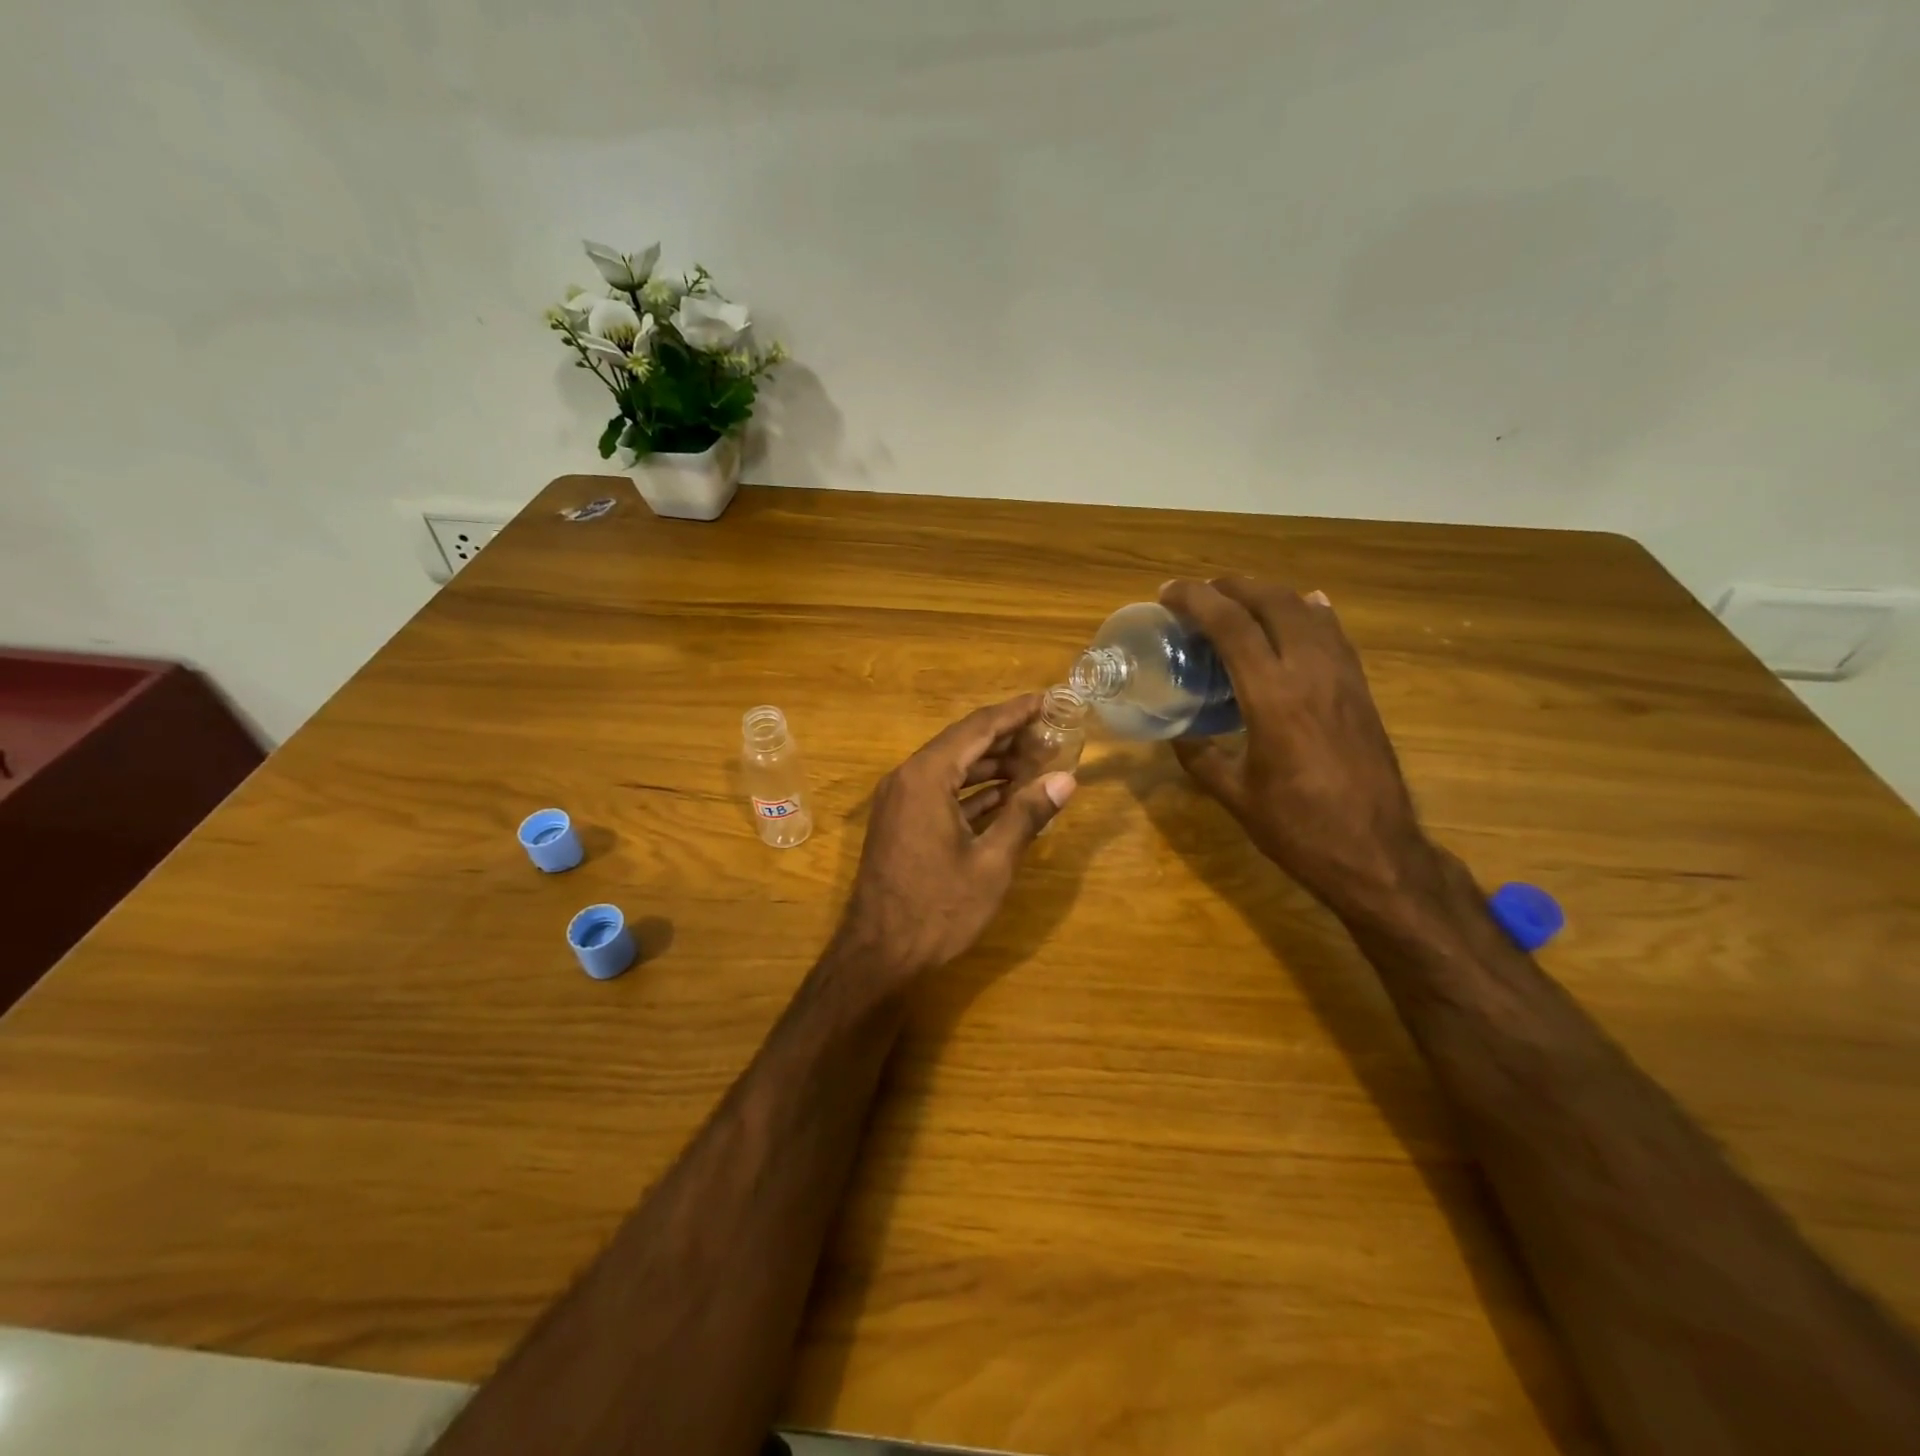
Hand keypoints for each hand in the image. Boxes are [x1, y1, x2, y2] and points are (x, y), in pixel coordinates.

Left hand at [835, 694, 1077, 982]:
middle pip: (964, 743)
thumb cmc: (937, 908)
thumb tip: (1066, 780)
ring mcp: (901, 800)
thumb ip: (1027, 815)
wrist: (878, 953)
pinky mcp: (901, 822)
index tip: (1049, 700)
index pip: (978, 728)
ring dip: (992, 765)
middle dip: (1008, 738)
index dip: (1016, 712)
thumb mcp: (991, 863)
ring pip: (953, 768)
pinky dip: (974, 791)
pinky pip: (941, 791)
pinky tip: (1006, 796)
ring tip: (1038, 763)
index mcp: (927, 776)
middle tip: (1051, 734)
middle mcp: (909, 777)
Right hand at [1160, 578, 1432, 917]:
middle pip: (1272, 602)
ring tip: (1238, 600)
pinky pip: (1334, 634)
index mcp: (1273, 697)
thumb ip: (1199, 756)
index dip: (1196, 600)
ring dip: (1268, 595)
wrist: (1377, 854)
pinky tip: (1302, 610)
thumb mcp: (1234, 795)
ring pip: (1307, 611)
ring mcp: (1343, 677)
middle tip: (1200, 593)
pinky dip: (1309, 613)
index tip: (1168, 593)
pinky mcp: (1361, 689)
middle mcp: (1311, 673)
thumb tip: (1176, 732)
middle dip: (1232, 586)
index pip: (1231, 625)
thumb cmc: (1298, 829)